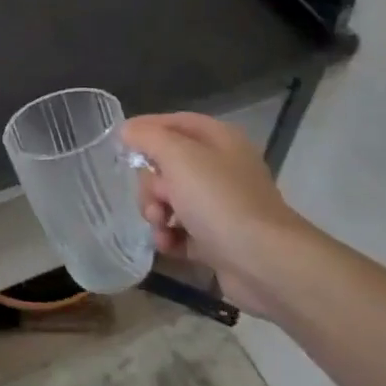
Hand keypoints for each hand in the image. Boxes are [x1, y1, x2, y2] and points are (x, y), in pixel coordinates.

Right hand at [124, 113, 311, 318]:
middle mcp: (220, 168)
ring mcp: (220, 205)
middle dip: (151, 184)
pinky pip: (180, 230)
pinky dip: (169, 236)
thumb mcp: (178, 156)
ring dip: (156, 212)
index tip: (121, 144)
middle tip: (155, 200)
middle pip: (167, 165)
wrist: (264, 263)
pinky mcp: (217, 239)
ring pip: (170, 199)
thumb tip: (127, 130)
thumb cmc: (219, 200)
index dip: (147, 129)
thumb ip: (148, 137)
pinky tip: (167, 245)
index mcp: (218, 140)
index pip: (175, 123)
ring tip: (160, 227)